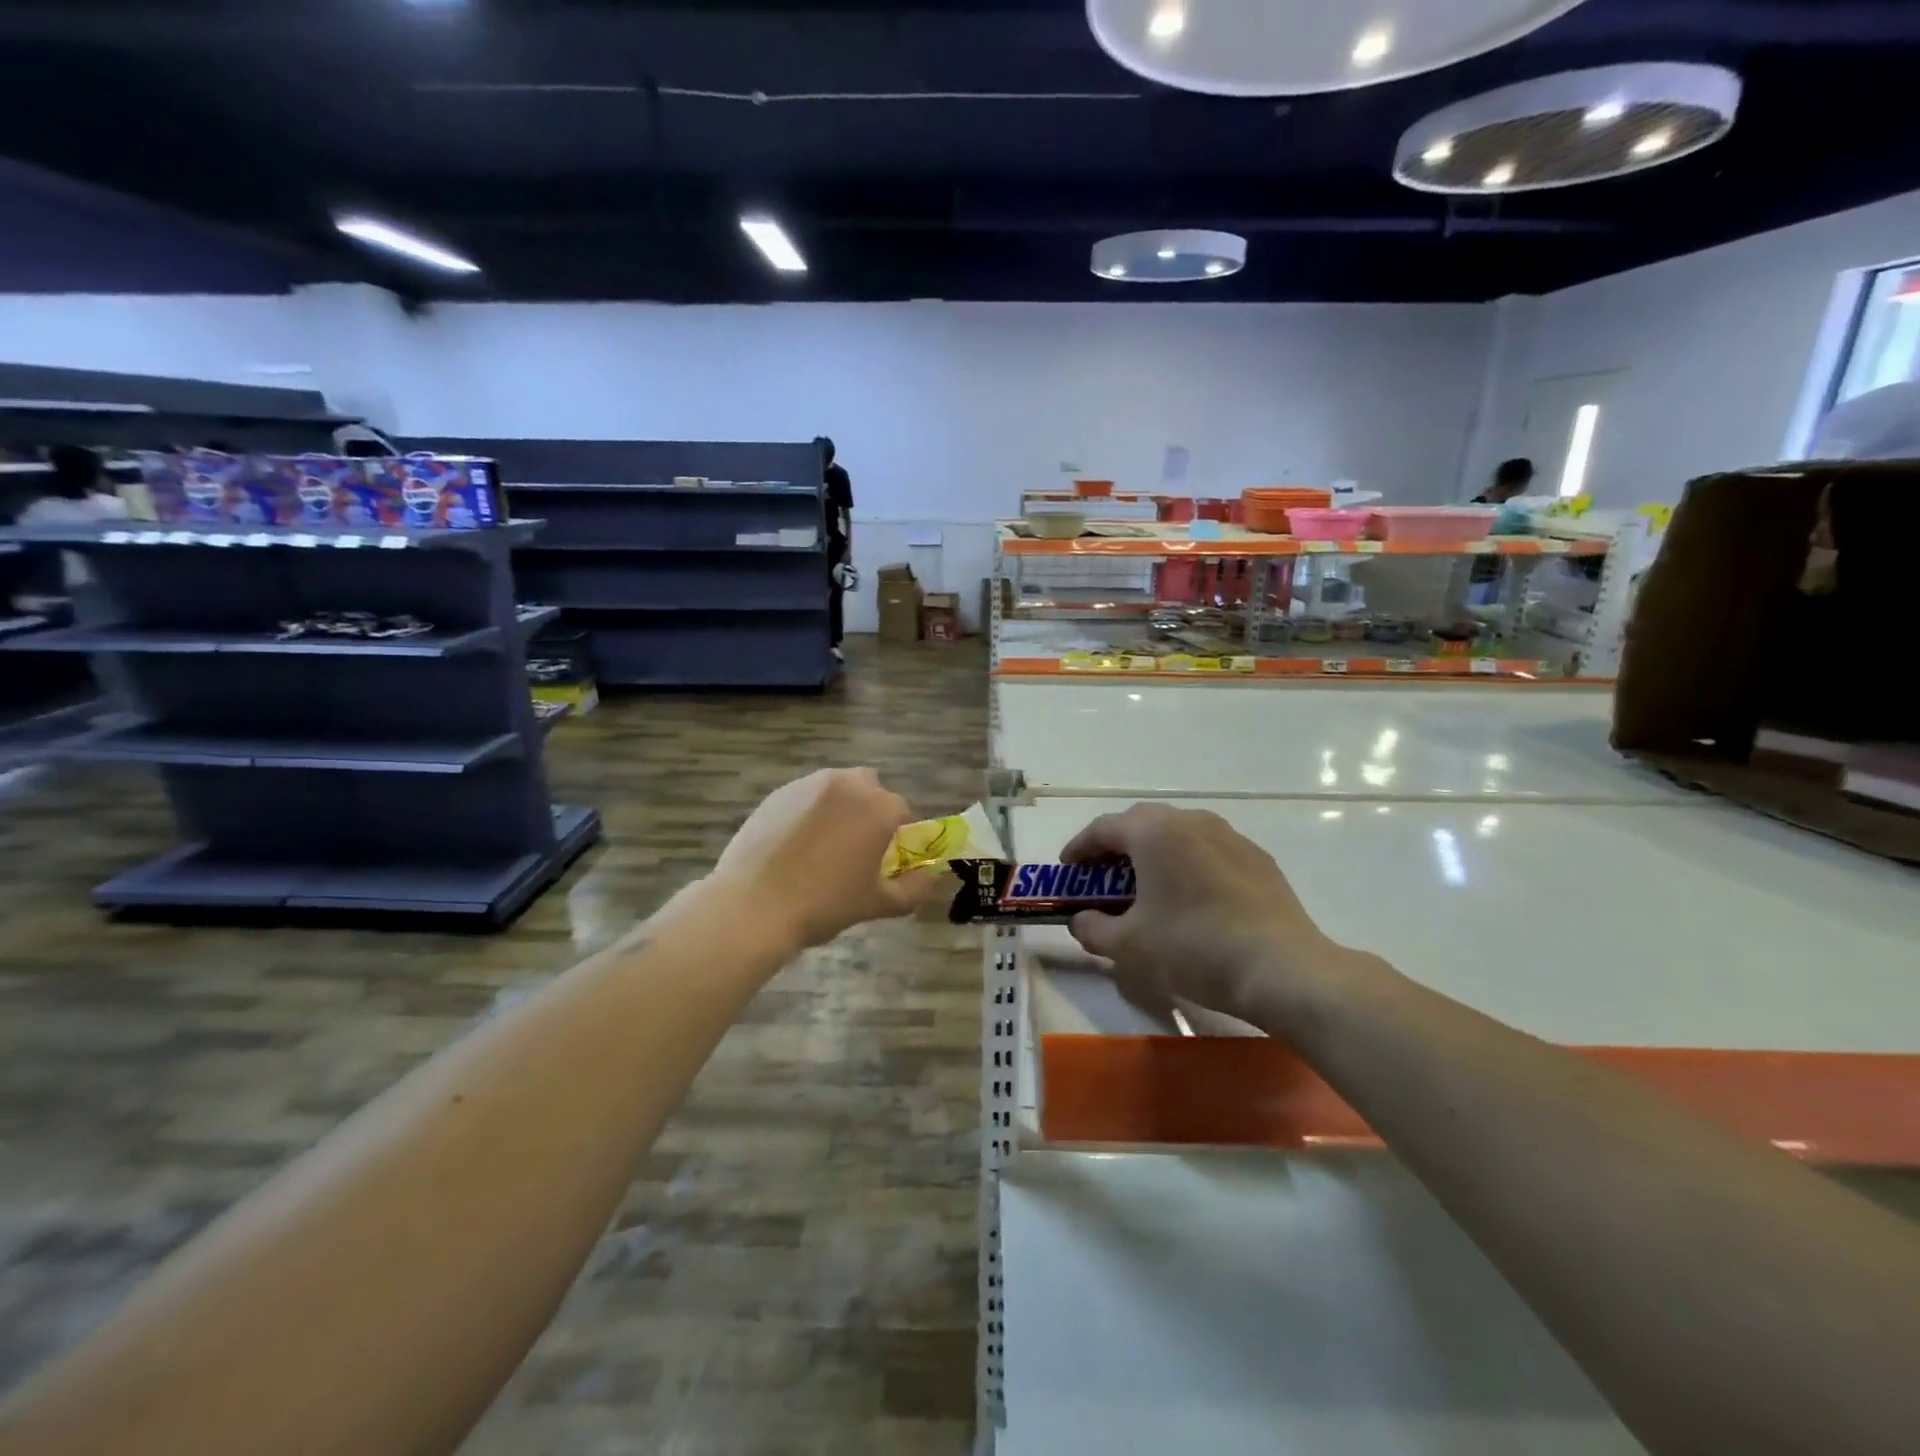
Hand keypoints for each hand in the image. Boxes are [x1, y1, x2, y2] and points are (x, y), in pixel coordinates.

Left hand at [709, 768, 937, 952]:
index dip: (898, 837)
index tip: (885, 861)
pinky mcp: (778, 793)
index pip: (903, 812)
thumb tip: (931, 876)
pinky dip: (809, 813)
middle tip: (855, 849)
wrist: (754, 905)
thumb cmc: (825, 904)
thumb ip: (915, 888)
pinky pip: (806, 797)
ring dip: (840, 808)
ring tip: (823, 847)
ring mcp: (809, 784)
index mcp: (879, 807)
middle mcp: (848, 784)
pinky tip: (795, 846)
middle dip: (870, 811)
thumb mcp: (879, 904)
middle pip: (871, 789)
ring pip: (837, 789)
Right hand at [1062, 803, 1357, 1024]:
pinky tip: (1189, 897)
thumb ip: (1092, 928)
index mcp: (1154, 832)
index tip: (1068, 869)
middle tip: (1102, 877)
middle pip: (1141, 823)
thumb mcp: (1129, 945)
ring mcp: (1229, 836)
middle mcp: (1190, 820)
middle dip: (1115, 847)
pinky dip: (1187, 863)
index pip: (1103, 827)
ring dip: (1153, 853)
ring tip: (1145, 885)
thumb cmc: (1193, 947)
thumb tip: (1080, 920)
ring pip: (1177, 833)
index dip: (1080, 847)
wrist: (1280, 968)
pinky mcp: (1257, 858)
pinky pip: (1208, 850)